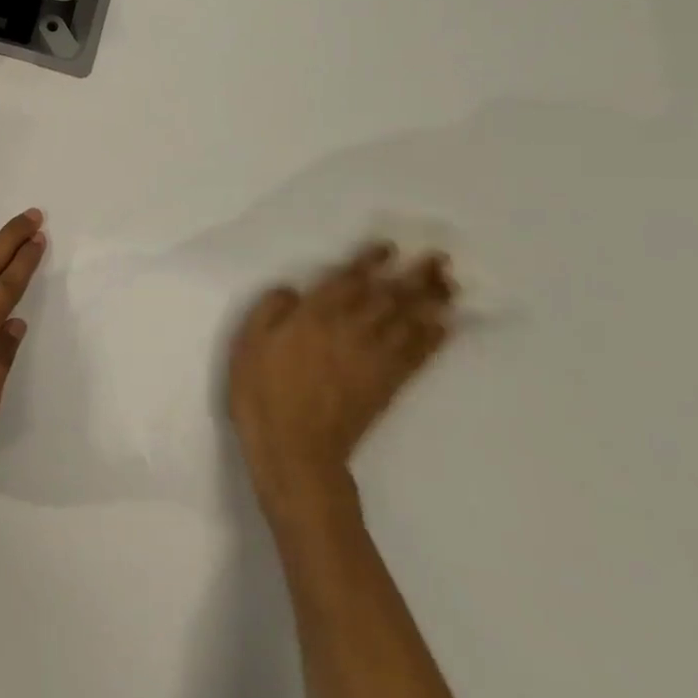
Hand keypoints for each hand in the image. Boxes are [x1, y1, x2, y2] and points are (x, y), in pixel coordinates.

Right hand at [228, 243, 453, 506]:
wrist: (294, 450)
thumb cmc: (262, 393)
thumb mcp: (248, 344)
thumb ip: (270, 310)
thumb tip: (293, 291)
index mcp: (316, 317)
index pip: (350, 281)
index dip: (370, 262)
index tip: (389, 247)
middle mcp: (351, 330)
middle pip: (390, 296)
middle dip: (415, 275)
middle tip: (439, 258)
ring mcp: (373, 359)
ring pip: (410, 321)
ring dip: (432, 300)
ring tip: (450, 283)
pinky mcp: (387, 385)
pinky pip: (417, 356)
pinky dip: (434, 339)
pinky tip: (446, 326)